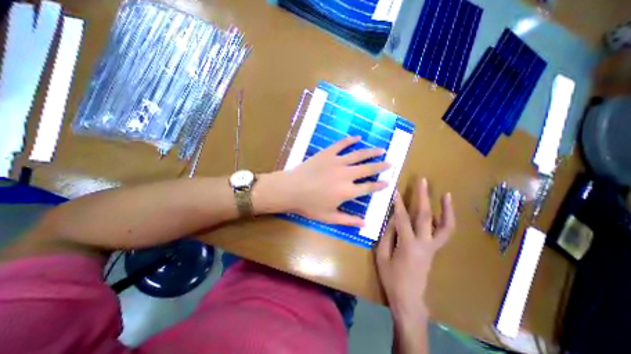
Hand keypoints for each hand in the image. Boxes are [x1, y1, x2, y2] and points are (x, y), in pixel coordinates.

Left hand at [277, 135, 389, 226]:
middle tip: (390, 162)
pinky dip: (350, 140)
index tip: (388, 182)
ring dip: (371, 152)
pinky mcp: (327, 154)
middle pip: (368, 169)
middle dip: (381, 166)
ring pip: (358, 155)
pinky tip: (358, 137)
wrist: (291, 189)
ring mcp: (337, 162)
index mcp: (348, 191)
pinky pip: (341, 145)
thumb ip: (348, 220)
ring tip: (381, 149)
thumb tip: (364, 223)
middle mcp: (346, 175)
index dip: (379, 185)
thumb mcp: (329, 217)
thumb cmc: (309, 205)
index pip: (369, 187)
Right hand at [377, 178, 456, 318]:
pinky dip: (446, 220)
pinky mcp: (435, 250)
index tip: (395, 190)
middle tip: (423, 181)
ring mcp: (433, 247)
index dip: (398, 203)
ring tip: (446, 194)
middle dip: (423, 196)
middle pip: (425, 216)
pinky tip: (443, 211)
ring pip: (444, 226)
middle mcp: (424, 244)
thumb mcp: (382, 255)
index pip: (402, 219)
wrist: (409, 298)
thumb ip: (387, 235)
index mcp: (407, 245)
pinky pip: (444, 233)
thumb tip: (392, 217)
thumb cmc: (391, 278)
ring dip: (446, 209)